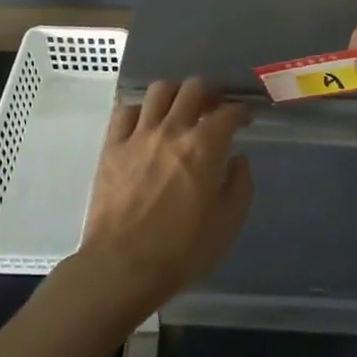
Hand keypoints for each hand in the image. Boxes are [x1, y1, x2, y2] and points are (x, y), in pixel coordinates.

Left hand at [76, 78, 253, 314]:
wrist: (122, 267)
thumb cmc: (181, 251)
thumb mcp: (227, 224)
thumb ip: (240, 185)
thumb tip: (239, 159)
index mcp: (204, 147)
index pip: (228, 113)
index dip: (241, 111)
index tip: (244, 118)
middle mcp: (172, 130)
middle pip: (193, 88)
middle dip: (209, 93)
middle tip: (212, 109)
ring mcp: (138, 135)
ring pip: (158, 91)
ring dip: (174, 94)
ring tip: (178, 108)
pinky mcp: (112, 146)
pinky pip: (124, 111)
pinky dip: (139, 110)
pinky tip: (144, 123)